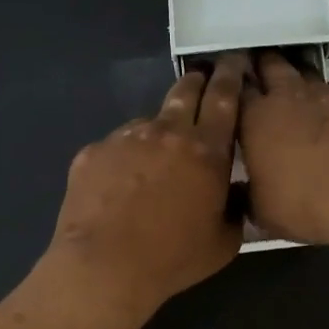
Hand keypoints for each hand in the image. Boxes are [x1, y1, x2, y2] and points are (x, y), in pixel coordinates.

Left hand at [46, 53, 247, 314]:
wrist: (105, 267)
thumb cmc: (173, 258)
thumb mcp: (224, 241)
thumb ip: (233, 206)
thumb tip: (231, 190)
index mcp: (206, 150)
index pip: (225, 98)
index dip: (232, 75)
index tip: (234, 61)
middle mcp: (167, 132)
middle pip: (186, 91)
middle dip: (197, 80)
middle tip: (202, 78)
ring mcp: (126, 138)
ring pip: (148, 122)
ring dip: (158, 131)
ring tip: (153, 160)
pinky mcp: (93, 151)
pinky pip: (116, 147)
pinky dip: (124, 159)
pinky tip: (119, 187)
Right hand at [238, 52, 328, 247]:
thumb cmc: (300, 204)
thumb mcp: (259, 209)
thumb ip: (246, 194)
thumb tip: (236, 193)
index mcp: (257, 119)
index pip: (237, 91)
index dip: (232, 84)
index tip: (226, 80)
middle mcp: (292, 100)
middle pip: (274, 68)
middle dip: (265, 63)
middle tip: (258, 60)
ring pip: (314, 77)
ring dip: (305, 76)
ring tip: (299, 74)